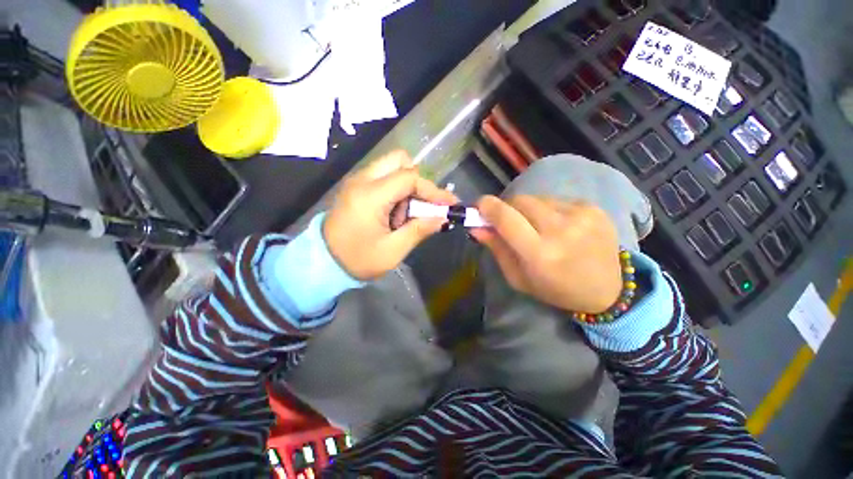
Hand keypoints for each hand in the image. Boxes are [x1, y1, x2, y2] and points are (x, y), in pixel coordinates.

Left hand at [323, 151, 458, 279]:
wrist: (323, 263)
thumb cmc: (358, 260)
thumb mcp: (393, 250)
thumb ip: (419, 230)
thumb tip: (442, 218)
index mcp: (370, 196)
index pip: (409, 178)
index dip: (433, 190)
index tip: (448, 204)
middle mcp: (362, 180)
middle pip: (399, 160)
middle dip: (418, 181)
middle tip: (423, 205)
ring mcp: (357, 181)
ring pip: (391, 166)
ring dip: (406, 186)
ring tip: (405, 214)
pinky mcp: (356, 187)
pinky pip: (382, 177)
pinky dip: (395, 189)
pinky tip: (394, 213)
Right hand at [471, 195, 622, 313]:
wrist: (608, 289)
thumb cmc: (555, 289)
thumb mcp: (518, 277)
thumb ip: (496, 249)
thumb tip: (475, 226)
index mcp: (540, 254)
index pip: (506, 218)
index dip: (488, 207)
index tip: (479, 205)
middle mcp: (561, 230)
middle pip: (520, 201)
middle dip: (507, 207)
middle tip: (507, 220)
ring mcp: (581, 215)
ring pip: (537, 198)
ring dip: (528, 209)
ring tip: (536, 226)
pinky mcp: (593, 208)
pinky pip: (556, 200)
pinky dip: (548, 209)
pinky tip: (557, 225)